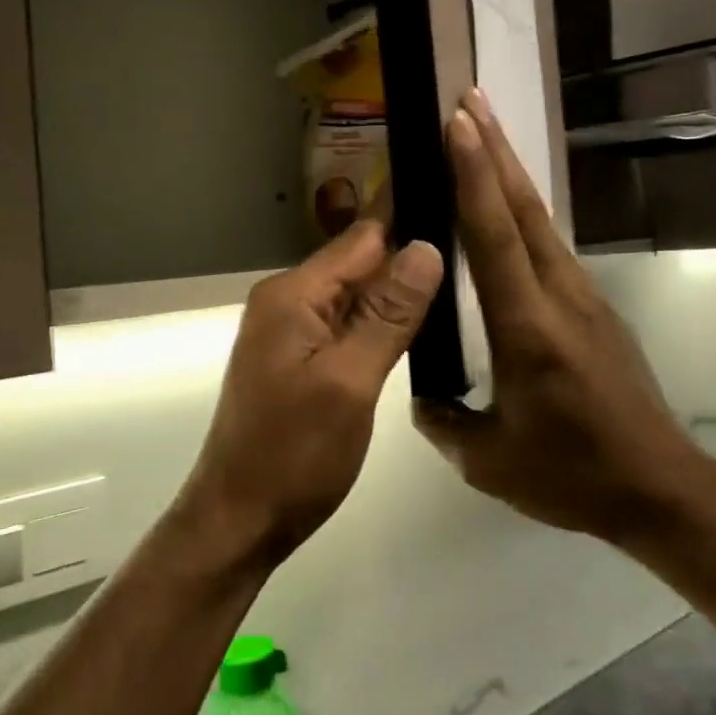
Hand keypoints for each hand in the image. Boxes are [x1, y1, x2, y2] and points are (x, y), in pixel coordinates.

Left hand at [178, 219, 444, 566]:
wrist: (240, 518)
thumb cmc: (294, 454)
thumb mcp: (349, 382)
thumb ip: (389, 314)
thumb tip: (427, 246)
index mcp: (294, 294)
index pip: (363, 237)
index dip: (409, 217)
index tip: (459, 196)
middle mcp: (288, 300)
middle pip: (359, 261)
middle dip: (410, 251)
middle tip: (474, 240)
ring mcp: (291, 330)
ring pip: (356, 293)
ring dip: (398, 287)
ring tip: (461, 272)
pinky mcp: (298, 357)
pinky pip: (346, 323)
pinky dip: (380, 319)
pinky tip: (418, 320)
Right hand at [417, 91, 704, 542]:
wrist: (662, 489)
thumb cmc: (572, 475)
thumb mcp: (489, 461)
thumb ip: (443, 421)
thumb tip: (420, 393)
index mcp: (528, 328)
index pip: (494, 237)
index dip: (474, 176)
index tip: (458, 123)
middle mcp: (559, 297)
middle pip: (523, 209)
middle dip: (494, 149)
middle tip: (468, 100)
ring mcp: (583, 299)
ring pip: (539, 223)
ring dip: (509, 174)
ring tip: (481, 135)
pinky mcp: (594, 310)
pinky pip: (549, 250)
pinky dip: (521, 215)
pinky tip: (503, 212)